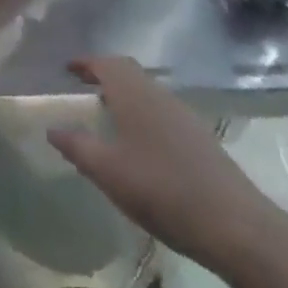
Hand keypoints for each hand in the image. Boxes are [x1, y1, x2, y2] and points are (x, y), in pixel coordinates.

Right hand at [49, 56, 280, 276]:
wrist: (234, 224)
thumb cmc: (162, 190)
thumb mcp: (109, 172)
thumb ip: (78, 147)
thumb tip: (53, 129)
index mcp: (134, 94)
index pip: (106, 63)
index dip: (86, 63)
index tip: (67, 69)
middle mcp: (158, 95)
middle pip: (128, 72)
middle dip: (104, 75)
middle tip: (83, 88)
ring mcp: (183, 115)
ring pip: (146, 91)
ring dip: (124, 95)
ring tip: (106, 115)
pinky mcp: (199, 137)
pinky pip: (161, 110)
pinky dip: (142, 113)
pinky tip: (138, 143)